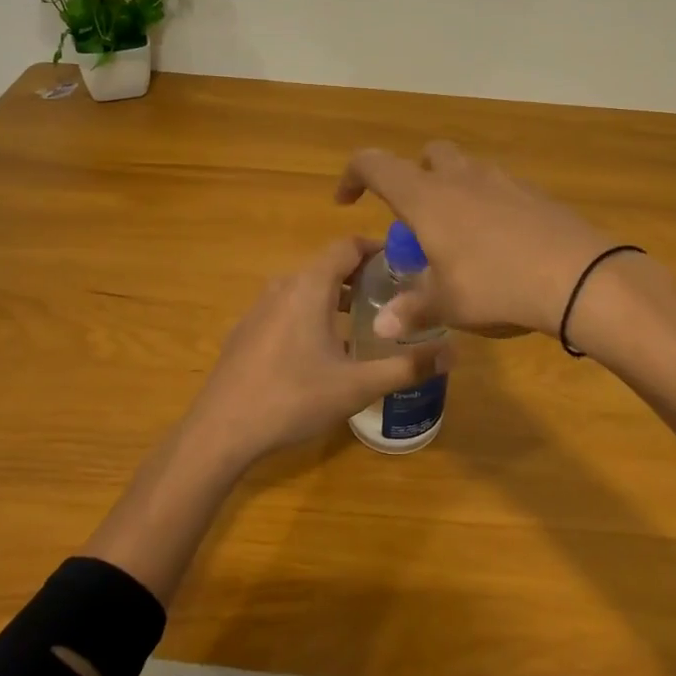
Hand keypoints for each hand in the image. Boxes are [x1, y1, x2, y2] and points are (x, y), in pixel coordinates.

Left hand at [186, 237, 448, 466]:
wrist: (220, 431)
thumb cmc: (292, 398)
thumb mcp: (357, 386)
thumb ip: (407, 367)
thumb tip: (454, 353)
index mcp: (309, 286)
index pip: (347, 245)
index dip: (378, 248)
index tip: (406, 264)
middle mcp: (283, 286)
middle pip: (328, 266)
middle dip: (363, 276)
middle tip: (395, 298)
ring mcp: (260, 308)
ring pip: (306, 288)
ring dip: (337, 297)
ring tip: (366, 322)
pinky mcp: (247, 331)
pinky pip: (288, 308)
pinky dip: (313, 314)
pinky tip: (324, 351)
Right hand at [335, 142, 616, 340]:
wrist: (579, 276)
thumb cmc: (497, 285)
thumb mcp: (448, 304)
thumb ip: (412, 310)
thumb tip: (383, 326)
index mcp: (427, 197)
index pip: (375, 165)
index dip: (353, 176)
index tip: (347, 202)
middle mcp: (461, 177)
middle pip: (427, 156)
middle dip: (413, 178)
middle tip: (415, 221)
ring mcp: (502, 180)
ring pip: (465, 169)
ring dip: (452, 191)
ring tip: (457, 236)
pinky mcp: (534, 193)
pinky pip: (498, 188)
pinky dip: (487, 205)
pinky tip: (498, 244)